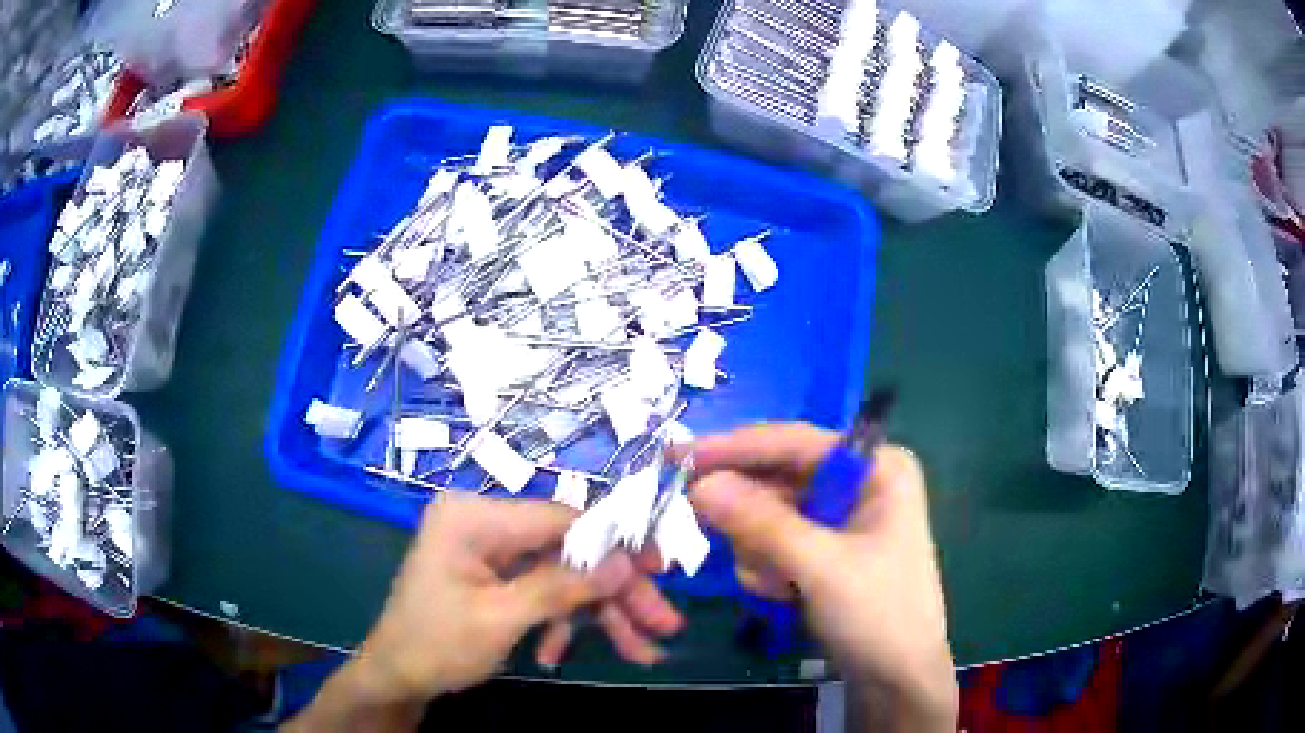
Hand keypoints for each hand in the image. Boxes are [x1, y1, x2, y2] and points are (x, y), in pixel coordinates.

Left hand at [288, 495, 682, 731]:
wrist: (395, 675)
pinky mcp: (493, 574)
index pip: (560, 518)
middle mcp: (483, 523)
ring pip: (561, 574)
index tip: (659, 571)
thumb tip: (625, 564)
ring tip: (640, 651)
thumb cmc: (435, 644)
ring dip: (595, 615)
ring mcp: (489, 550)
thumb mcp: (500, 619)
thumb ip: (561, 589)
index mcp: (473, 517)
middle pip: (567, 551)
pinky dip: (558, 622)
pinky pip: (540, 589)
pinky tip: (554, 654)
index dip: (614, 545)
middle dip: (613, 593)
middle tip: (662, 623)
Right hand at [685, 424, 956, 729]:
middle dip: (751, 519)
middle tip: (707, 532)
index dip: (734, 448)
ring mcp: (841, 518)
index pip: (795, 441)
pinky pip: (775, 542)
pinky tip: (783, 594)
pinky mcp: (826, 549)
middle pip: (778, 479)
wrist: (897, 678)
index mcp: (877, 467)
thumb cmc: (878, 614)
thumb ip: (761, 523)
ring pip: (769, 514)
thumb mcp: (821, 567)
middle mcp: (859, 482)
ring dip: (761, 551)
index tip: (679, 455)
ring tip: (779, 586)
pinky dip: (768, 567)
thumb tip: (699, 485)